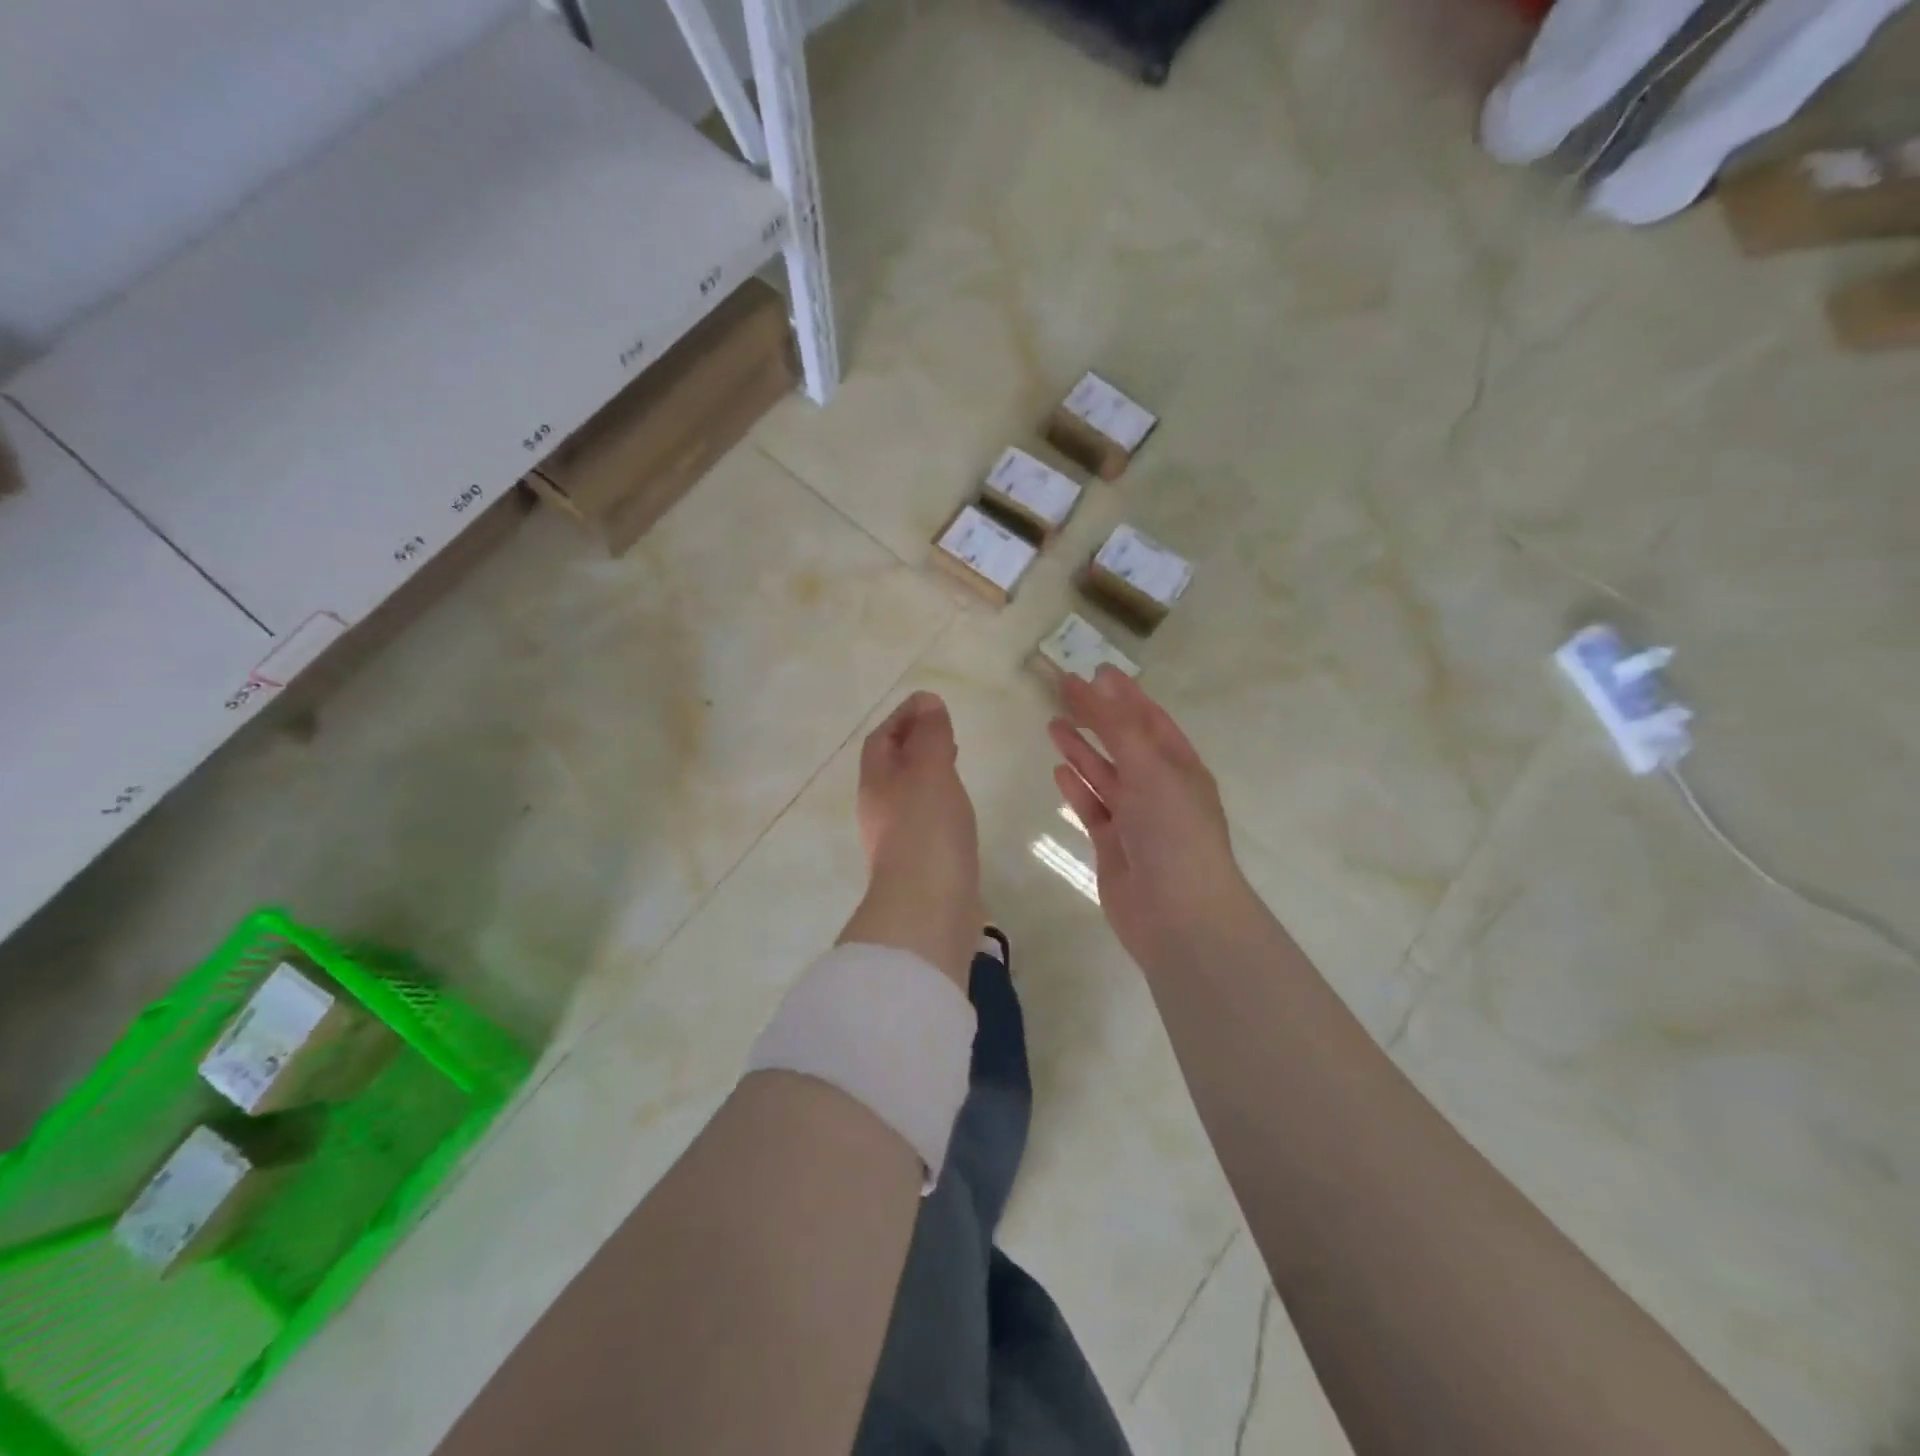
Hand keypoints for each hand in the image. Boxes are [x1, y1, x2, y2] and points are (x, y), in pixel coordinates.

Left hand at [843, 691, 981, 985]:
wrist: (928, 905)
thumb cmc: (926, 827)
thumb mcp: (929, 768)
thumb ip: (929, 734)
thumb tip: (927, 702)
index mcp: (876, 781)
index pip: (881, 739)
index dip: (902, 717)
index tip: (929, 703)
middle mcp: (880, 808)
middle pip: (892, 766)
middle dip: (914, 743)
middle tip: (943, 730)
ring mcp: (897, 837)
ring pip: (909, 792)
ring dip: (927, 772)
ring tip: (954, 762)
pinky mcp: (919, 861)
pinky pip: (925, 818)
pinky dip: (939, 801)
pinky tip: (959, 806)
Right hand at [1048, 667, 1256, 969]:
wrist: (1178, 915)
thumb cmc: (1173, 832)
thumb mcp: (1150, 768)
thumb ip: (1117, 726)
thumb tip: (1094, 681)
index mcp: (1180, 766)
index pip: (1149, 719)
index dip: (1123, 694)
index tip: (1095, 670)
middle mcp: (1159, 788)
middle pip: (1123, 743)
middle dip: (1097, 717)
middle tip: (1063, 691)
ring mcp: (1136, 818)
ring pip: (1104, 775)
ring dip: (1081, 750)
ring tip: (1053, 724)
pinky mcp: (1113, 846)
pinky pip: (1093, 808)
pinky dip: (1077, 789)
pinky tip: (1058, 772)